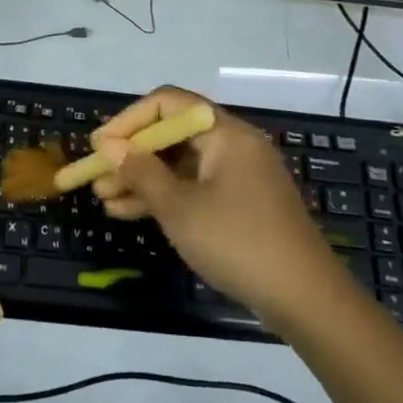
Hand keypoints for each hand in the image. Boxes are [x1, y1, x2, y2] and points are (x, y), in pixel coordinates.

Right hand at [91, 87, 342, 324]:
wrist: (305, 299)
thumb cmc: (237, 242)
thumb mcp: (179, 207)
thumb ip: (141, 172)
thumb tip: (110, 146)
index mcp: (225, 133)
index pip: (167, 104)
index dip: (128, 120)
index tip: (99, 146)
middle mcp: (233, 145)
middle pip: (172, 134)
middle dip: (131, 154)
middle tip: (96, 176)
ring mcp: (239, 175)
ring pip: (180, 164)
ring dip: (142, 179)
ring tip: (104, 199)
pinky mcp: (241, 203)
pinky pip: (194, 187)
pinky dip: (165, 196)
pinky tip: (130, 213)